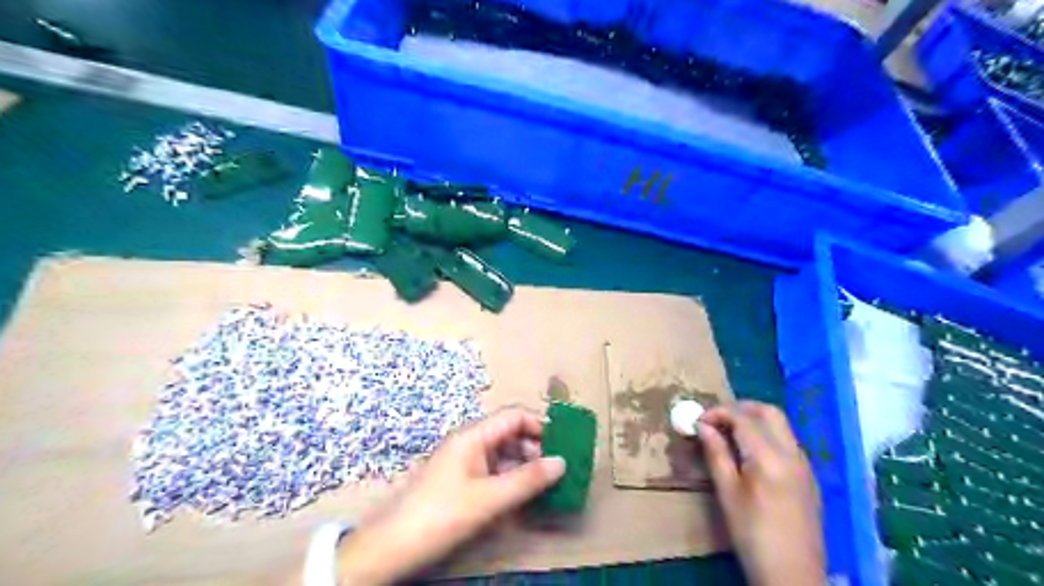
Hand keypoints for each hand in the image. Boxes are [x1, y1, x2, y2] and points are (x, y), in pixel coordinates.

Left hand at [333, 408, 563, 584]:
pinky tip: (522, 499)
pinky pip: (492, 472)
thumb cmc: (441, 514)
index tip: (564, 443)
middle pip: (510, 434)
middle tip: (558, 470)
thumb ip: (527, 480)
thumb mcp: (489, 498)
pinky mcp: (460, 481)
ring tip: (545, 487)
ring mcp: (464, 462)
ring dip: (524, 467)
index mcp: (473, 435)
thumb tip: (562, 462)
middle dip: (535, 448)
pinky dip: (510, 481)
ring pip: (503, 455)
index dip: (540, 425)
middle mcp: (469, 442)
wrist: (391, 546)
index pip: (514, 416)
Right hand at [700, 400, 824, 585]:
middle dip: (740, 408)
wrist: (793, 575)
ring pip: (780, 426)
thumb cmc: (752, 534)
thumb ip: (716, 454)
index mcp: (770, 457)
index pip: (742, 417)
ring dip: (754, 420)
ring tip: (728, 435)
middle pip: (769, 412)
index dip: (717, 412)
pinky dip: (767, 435)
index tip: (697, 421)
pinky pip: (787, 442)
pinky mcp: (808, 477)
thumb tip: (703, 426)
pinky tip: (749, 454)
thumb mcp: (727, 493)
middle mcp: (792, 453)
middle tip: (716, 419)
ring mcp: (804, 465)